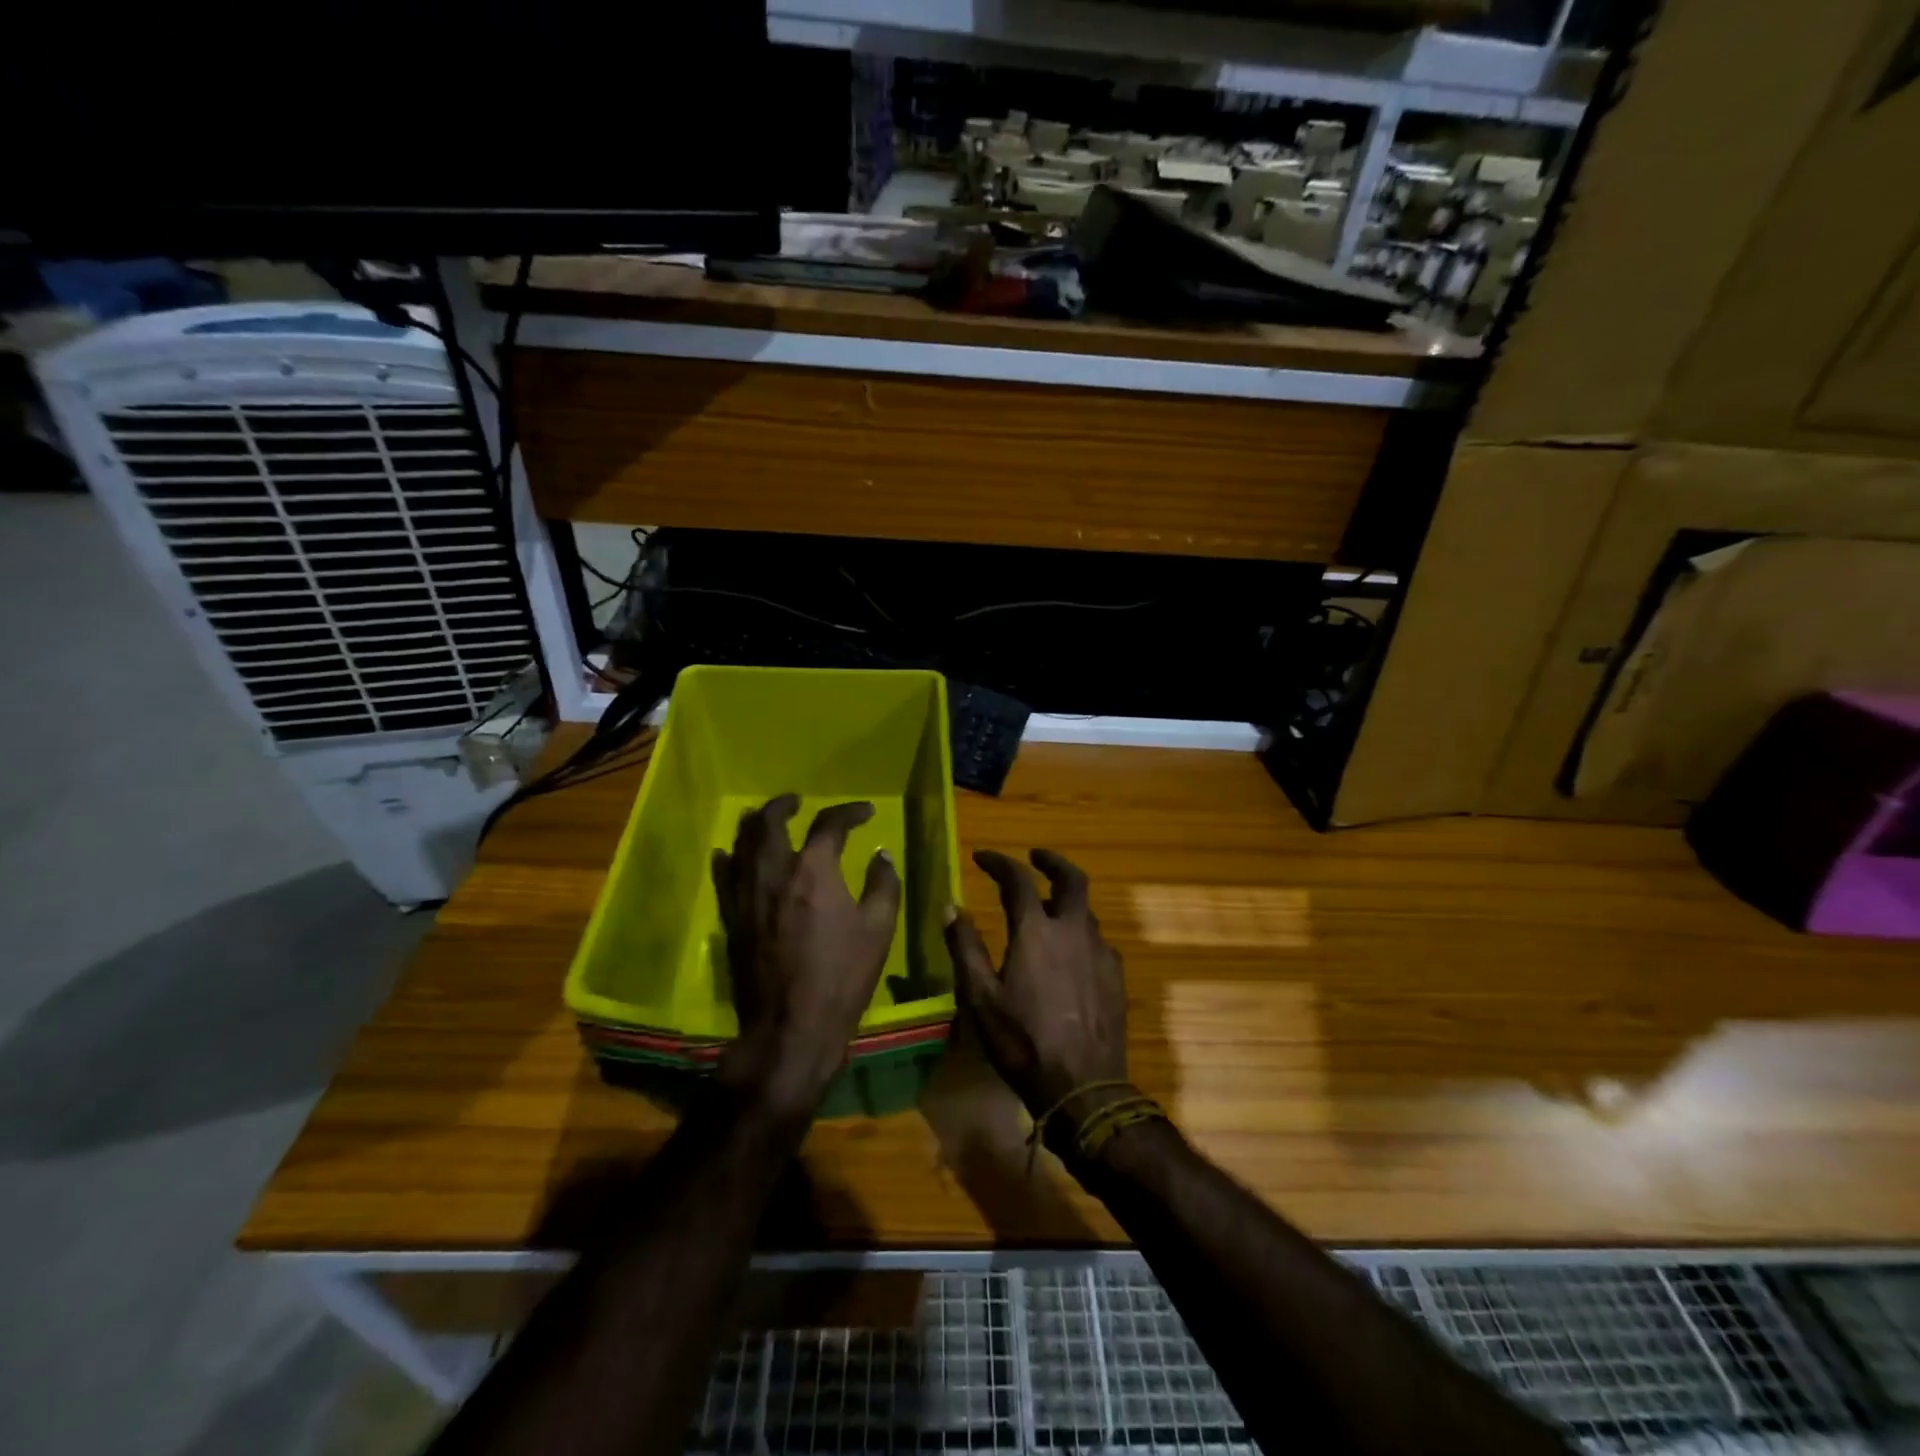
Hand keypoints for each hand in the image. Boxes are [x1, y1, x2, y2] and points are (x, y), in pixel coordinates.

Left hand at [711, 795, 900, 1118]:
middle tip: (797, 801)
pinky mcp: (732, 918)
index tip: (865, 813)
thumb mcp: (878, 930)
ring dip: (754, 824)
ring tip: (765, 818)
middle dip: (784, 804)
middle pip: (769, 822)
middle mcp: (774, 873)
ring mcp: (746, 895)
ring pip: (741, 843)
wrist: (791, 1028)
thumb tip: (881, 856)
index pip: (829, 825)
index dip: (849, 812)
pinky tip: (729, 853)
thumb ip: (883, 885)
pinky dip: (728, 858)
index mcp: (814, 871)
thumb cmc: (841, 977)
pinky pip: (724, 877)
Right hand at [943, 849, 1128, 1141]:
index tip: (982, 857)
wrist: (1083, 1087)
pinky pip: (1097, 940)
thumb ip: (964, 947)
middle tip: (1035, 857)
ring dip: (1065, 902)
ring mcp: (1101, 952)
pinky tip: (1070, 955)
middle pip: (1071, 879)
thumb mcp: (980, 997)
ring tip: (1047, 911)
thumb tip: (950, 907)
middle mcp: (1073, 930)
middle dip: (1052, 862)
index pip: (1017, 880)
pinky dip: (1080, 933)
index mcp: (1036, 931)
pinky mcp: (1116, 975)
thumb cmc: (1022, 1042)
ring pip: (1085, 911)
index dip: (999, 862)